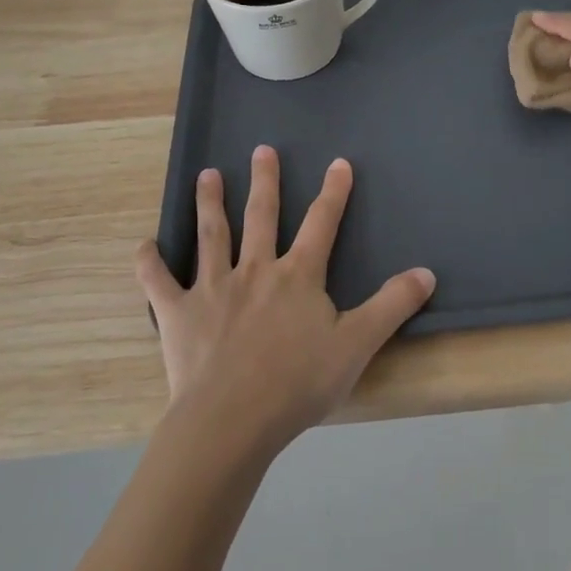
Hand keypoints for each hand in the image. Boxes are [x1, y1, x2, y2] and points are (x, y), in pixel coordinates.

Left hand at [135, 147, 434, 457]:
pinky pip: (159, 284)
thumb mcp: (357, 344)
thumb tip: (427, 272)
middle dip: (266, 181)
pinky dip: (149, 264)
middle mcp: (255, 270)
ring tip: (208, 175)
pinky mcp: (178, 314)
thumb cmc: (297, 383)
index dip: (333, 192)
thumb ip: (392, 306)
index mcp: (297, 276)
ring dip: (210, 203)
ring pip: (212, 236)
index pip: (322, 224)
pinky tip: (143, 245)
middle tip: (262, 150)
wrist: (232, 421)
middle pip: (262, 217)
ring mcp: (213, 288)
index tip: (338, 163)